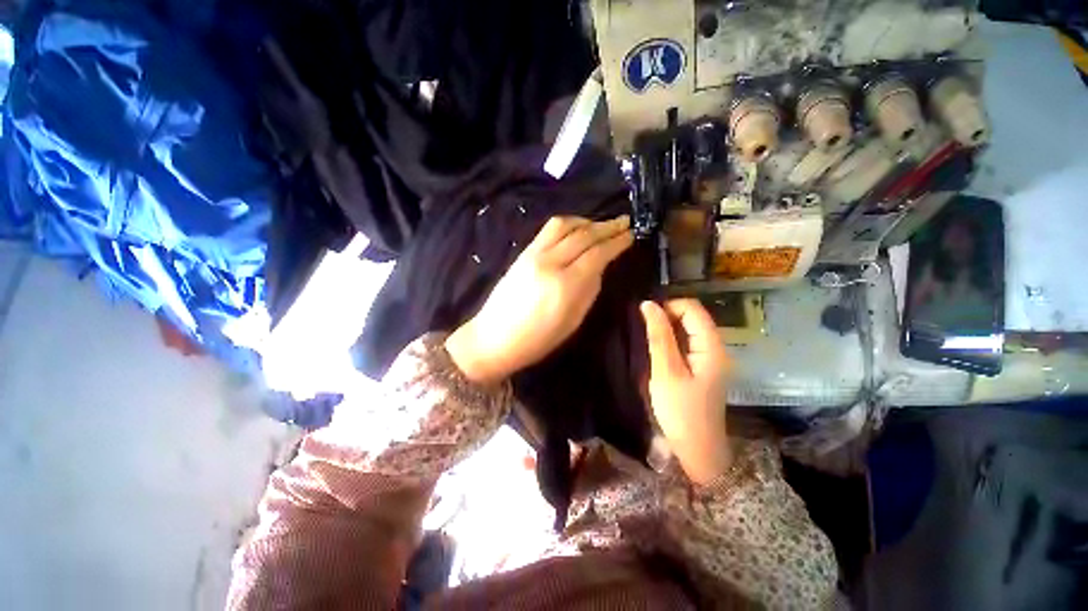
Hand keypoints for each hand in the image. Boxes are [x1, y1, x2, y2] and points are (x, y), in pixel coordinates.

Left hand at [446, 215, 633, 384]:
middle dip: (607, 226)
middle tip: (624, 222)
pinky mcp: (523, 252)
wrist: (495, 338)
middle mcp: (550, 262)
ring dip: (587, 221)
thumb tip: (600, 266)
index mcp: (566, 285)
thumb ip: (590, 289)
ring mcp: (533, 254)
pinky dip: (567, 224)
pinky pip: (548, 229)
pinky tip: (576, 228)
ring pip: (564, 225)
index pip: (598, 254)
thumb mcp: (573, 321)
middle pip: (584, 235)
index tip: (632, 234)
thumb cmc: (538, 340)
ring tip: (600, 225)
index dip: (617, 242)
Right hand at [640, 299, 730, 484]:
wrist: (698, 451)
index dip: (668, 307)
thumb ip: (659, 336)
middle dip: (665, 317)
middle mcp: (715, 348)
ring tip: (646, 340)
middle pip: (691, 317)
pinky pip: (685, 344)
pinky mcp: (701, 368)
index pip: (692, 308)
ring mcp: (709, 359)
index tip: (645, 319)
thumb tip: (648, 304)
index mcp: (712, 347)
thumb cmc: (681, 412)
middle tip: (643, 332)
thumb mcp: (666, 371)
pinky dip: (670, 342)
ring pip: (687, 330)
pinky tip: (656, 352)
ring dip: (666, 330)